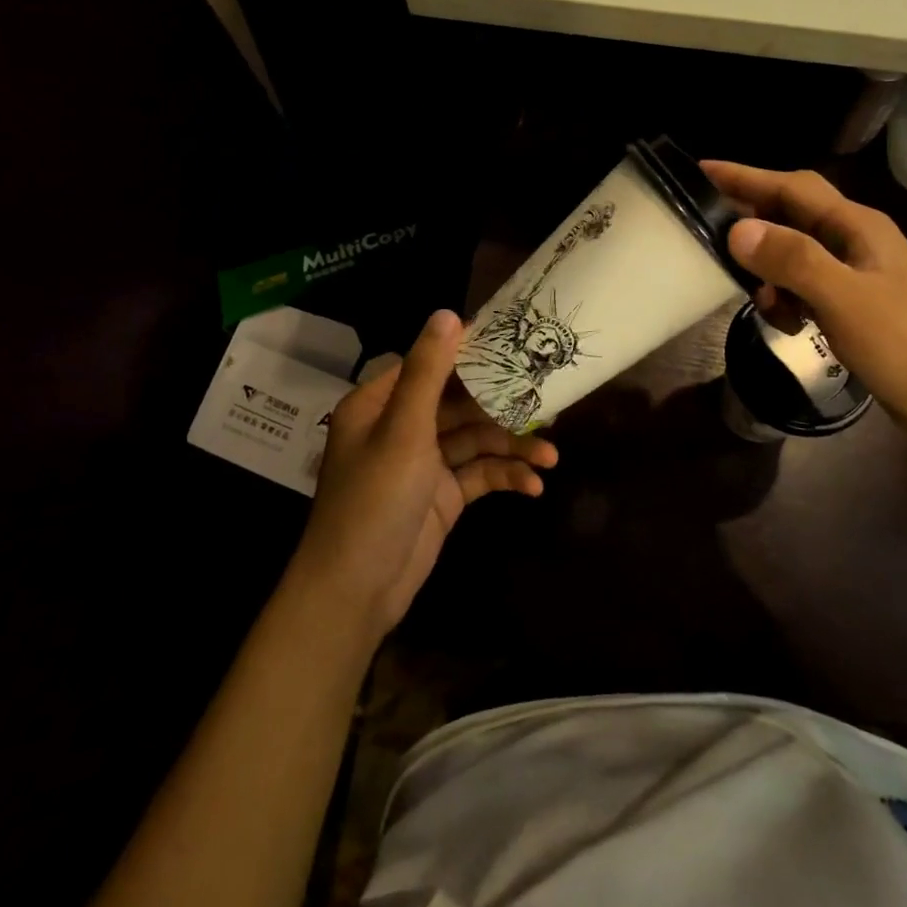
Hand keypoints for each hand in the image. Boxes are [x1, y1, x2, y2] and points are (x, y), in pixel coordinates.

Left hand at [290, 309, 557, 642]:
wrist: (355, 593)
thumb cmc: (374, 501)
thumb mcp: (403, 430)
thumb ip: (429, 373)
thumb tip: (449, 313)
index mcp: (382, 403)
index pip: (432, 364)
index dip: (472, 352)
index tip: (518, 342)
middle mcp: (402, 426)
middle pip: (461, 402)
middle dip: (503, 405)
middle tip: (550, 398)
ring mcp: (424, 463)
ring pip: (475, 440)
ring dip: (511, 446)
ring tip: (551, 456)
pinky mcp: (442, 495)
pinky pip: (479, 474)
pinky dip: (504, 477)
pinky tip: (533, 487)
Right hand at [703, 161, 906, 445]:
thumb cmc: (906, 347)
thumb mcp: (844, 300)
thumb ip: (793, 260)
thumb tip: (737, 229)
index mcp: (857, 226)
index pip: (792, 187)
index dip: (746, 176)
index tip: (701, 170)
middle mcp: (856, 240)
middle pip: (793, 214)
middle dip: (753, 222)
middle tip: (709, 235)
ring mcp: (859, 272)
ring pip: (797, 252)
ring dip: (770, 270)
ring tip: (758, 299)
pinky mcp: (857, 303)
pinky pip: (808, 284)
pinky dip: (789, 297)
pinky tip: (789, 324)